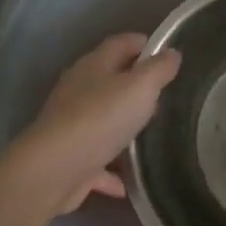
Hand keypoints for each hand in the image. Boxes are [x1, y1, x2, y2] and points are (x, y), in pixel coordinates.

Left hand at [5, 33, 180, 216]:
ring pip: (103, 119)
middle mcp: (78, 90)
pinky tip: (129, 182)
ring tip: (150, 135)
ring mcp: (71, 125)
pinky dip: (112, 168)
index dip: (145, 44)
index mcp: (95, 66)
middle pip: (111, 80)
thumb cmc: (101, 118)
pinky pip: (97, 160)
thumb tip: (172, 53)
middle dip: (136, 86)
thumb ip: (159, 69)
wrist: (53, 170)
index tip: (168, 56)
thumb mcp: (141, 87)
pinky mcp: (69, 158)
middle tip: (164, 97)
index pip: (122, 43)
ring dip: (123, 126)